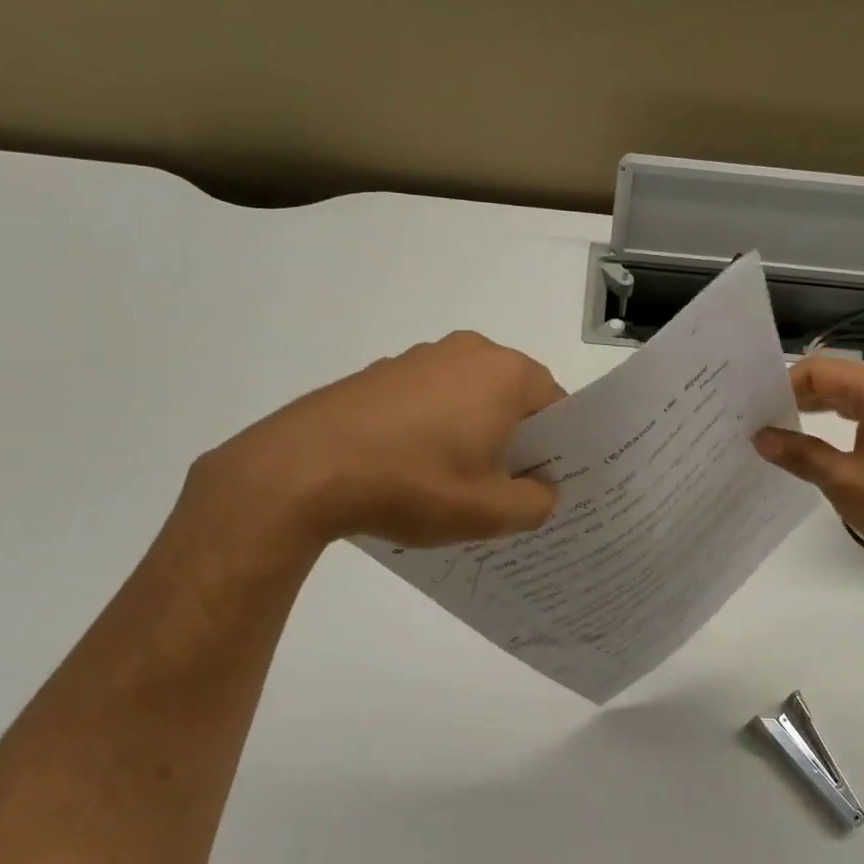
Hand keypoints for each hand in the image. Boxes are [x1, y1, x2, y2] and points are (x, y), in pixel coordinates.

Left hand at [187, 332, 565, 551]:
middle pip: (514, 400)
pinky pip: (431, 401)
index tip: (548, 485)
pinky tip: (415, 470)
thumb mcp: (489, 512)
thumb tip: (542, 490)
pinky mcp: (382, 374)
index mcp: (506, 374)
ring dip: (476, 436)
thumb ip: (536, 503)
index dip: (559, 449)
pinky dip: (436, 430)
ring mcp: (420, 358)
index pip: (558, 407)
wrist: (304, 469)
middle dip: (517, 442)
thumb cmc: (413, 484)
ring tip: (458, 485)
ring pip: (471, 399)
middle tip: (509, 491)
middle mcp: (468, 352)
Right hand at [753, 357, 863, 566]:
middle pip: (832, 379)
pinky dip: (837, 422)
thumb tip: (760, 437)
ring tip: (780, 432)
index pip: (816, 371)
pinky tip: (817, 444)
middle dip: (794, 397)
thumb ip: (799, 454)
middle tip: (758, 421)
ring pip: (848, 396)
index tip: (753, 412)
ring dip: (814, 411)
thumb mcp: (842, 480)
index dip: (781, 387)